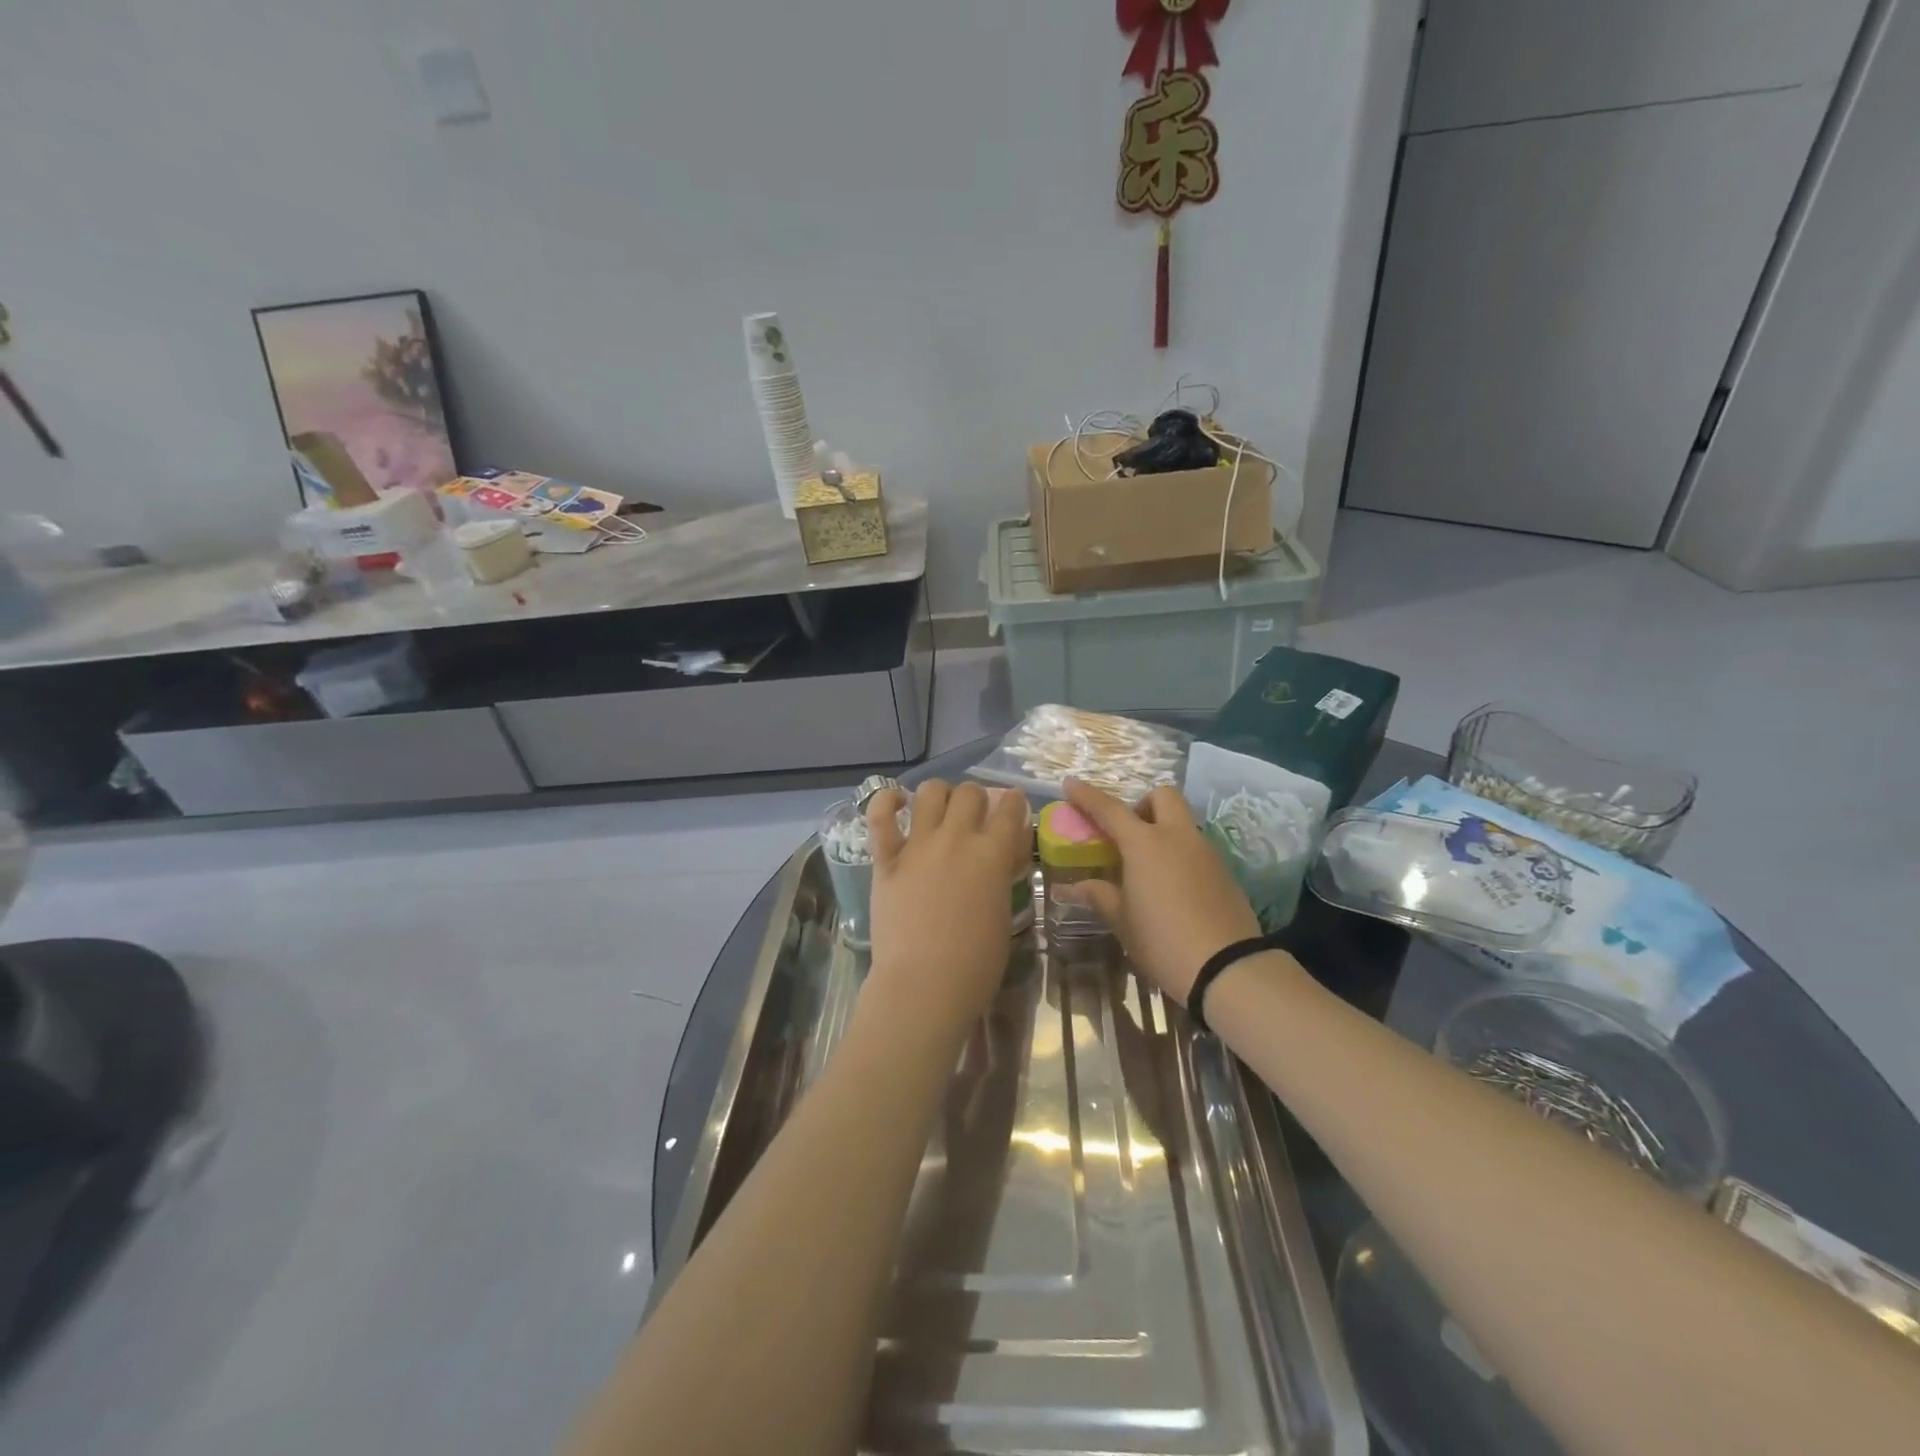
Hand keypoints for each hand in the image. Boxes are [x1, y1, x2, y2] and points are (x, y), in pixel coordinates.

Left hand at [863, 781, 1031, 1040]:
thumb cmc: (975, 965)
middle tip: (974, 816)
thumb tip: (1002, 856)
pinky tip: (896, 802)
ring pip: (930, 792)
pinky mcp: (886, 859)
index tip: (1012, 806)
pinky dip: (886, 801)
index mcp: (992, 854)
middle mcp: (957, 839)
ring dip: (939, 794)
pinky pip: (880, 816)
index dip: (1014, 803)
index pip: (1010, 808)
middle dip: (977, 798)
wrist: (923, 986)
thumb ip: (1002, 877)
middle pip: (970, 793)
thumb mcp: (1004, 916)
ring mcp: (918, 845)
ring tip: (939, 808)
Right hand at [1061, 779, 1262, 1005]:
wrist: (1226, 968)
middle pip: (1162, 796)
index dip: (1087, 795)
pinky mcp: (1224, 872)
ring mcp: (1205, 852)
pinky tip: (1172, 887)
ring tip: (1147, 867)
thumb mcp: (1122, 920)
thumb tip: (1072, 887)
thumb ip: (1099, 895)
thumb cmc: (1162, 940)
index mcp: (1145, 844)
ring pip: (1182, 823)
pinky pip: (1196, 848)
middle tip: (1127, 833)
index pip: (1110, 809)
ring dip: (1162, 830)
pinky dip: (1179, 854)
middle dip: (1142, 804)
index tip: (1070, 783)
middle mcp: (1177, 837)